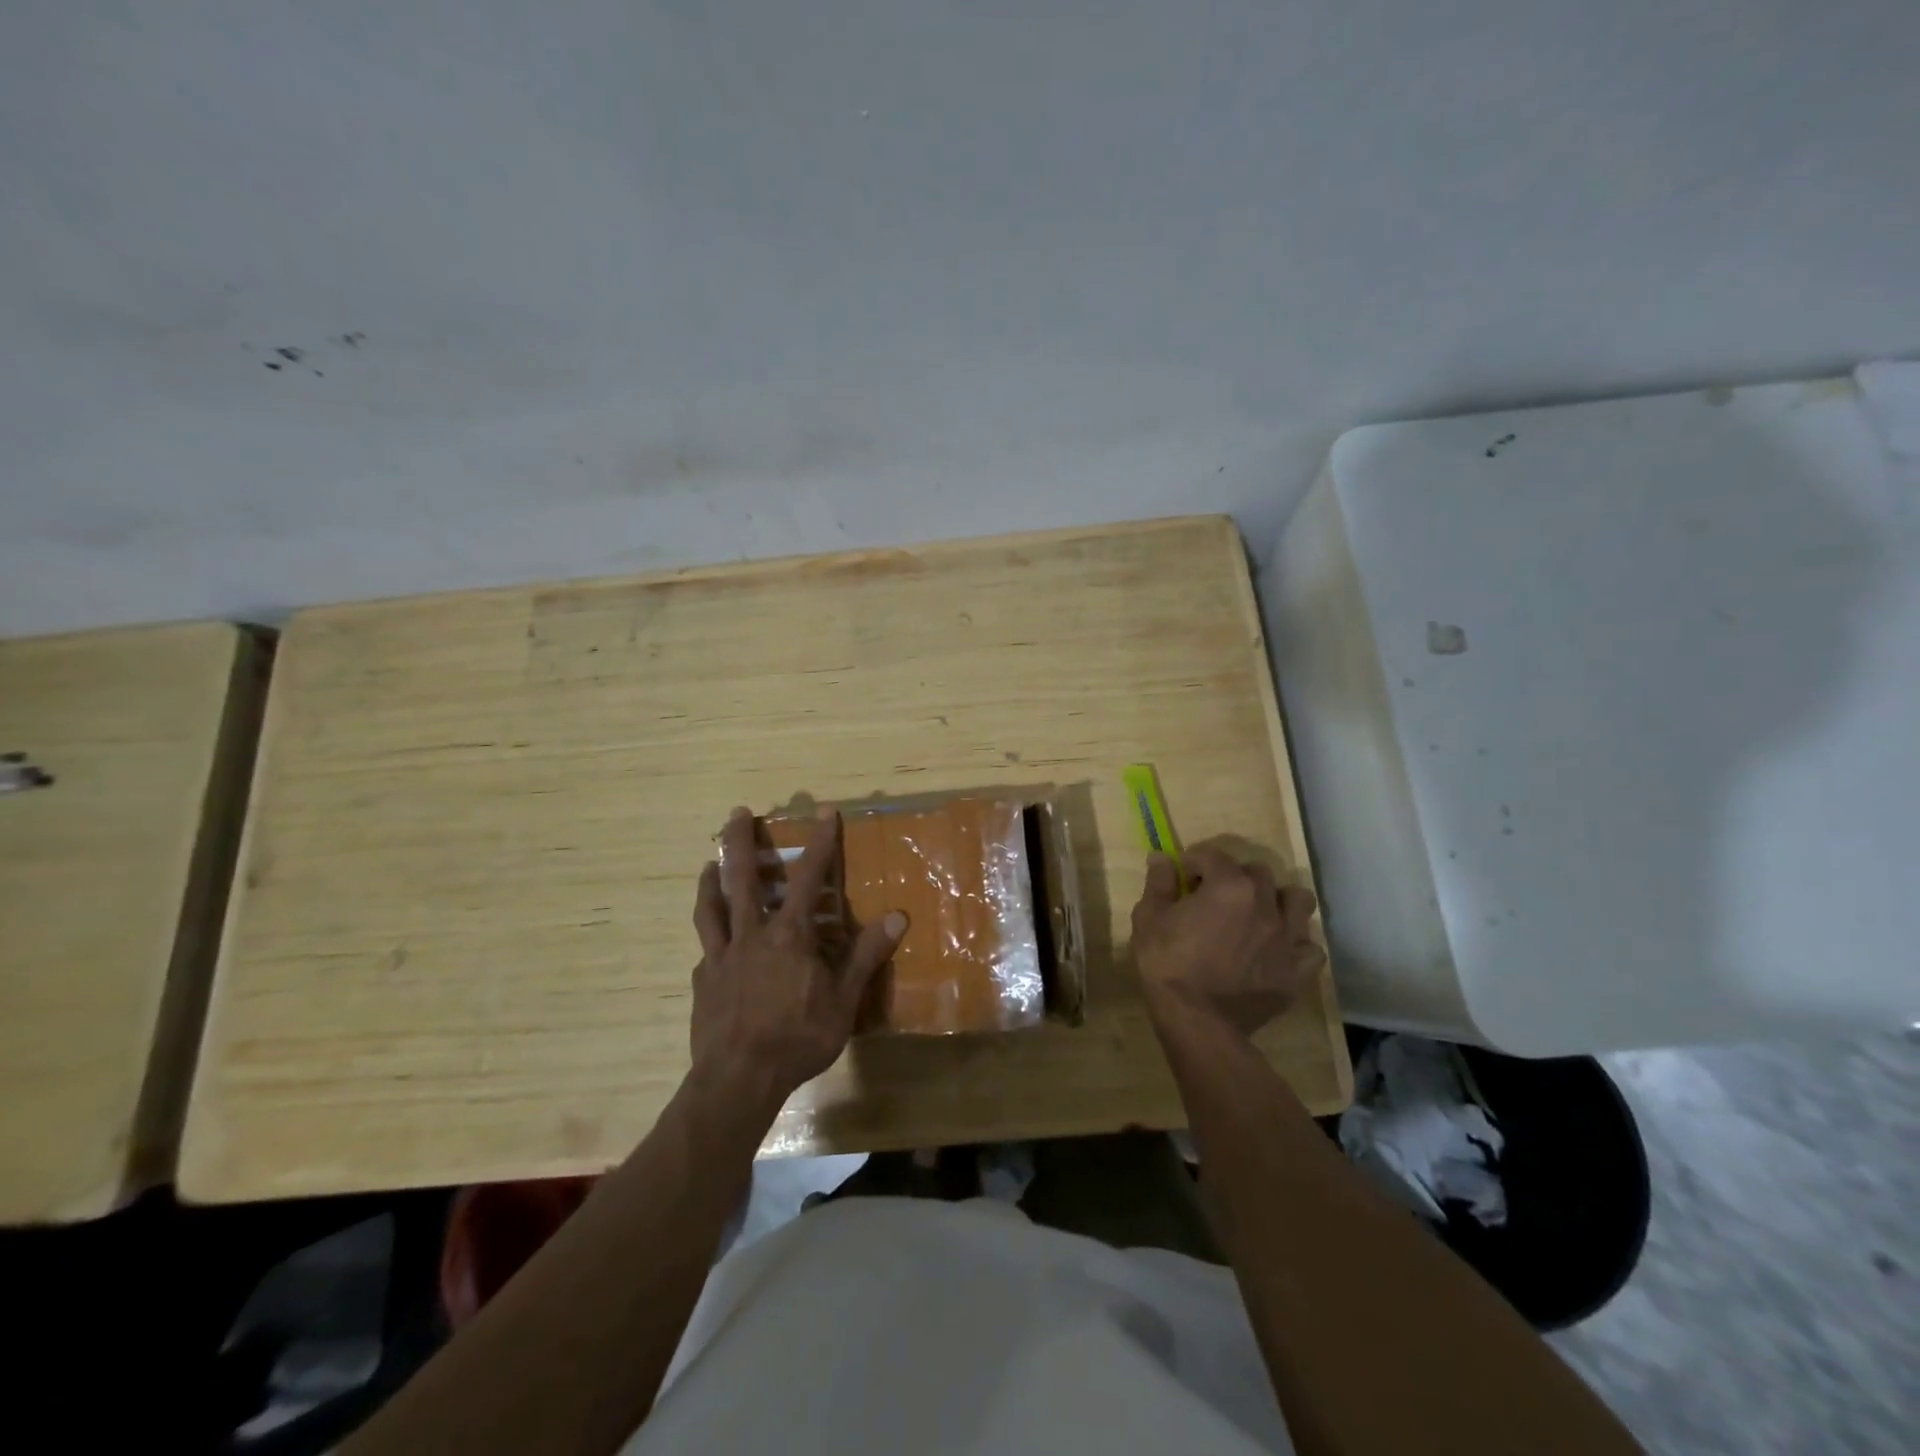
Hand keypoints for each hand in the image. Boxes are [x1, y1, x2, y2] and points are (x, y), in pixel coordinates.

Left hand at [689, 806, 906, 1116]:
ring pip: (711, 907)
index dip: (819, 842)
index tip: (824, 811)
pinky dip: (710, 936)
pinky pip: (705, 949)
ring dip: (710, 881)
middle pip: (741, 878)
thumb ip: (866, 955)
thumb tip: (897, 916)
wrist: (739, 1079)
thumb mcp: (843, 1000)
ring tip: (707, 864)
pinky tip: (711, 944)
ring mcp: (720, 956)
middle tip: (737, 812)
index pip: (808, 877)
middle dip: (740, 841)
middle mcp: (751, 934)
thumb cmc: (798, 1038)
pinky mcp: (702, 981)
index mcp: (789, 935)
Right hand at [1130, 842, 1324, 1036]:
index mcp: (1229, 886)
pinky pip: (1310, 948)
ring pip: (1298, 901)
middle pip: (1258, 873)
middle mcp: (1265, 904)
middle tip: (1215, 896)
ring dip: (1278, 901)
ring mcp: (1287, 939)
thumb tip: (1161, 857)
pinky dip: (1296, 945)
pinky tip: (1276, 951)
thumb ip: (1158, 883)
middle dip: (1235, 877)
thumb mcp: (1149, 919)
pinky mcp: (1297, 972)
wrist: (1197, 1022)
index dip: (1194, 863)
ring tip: (1258, 914)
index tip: (1182, 878)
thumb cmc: (1168, 965)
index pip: (1213, 856)